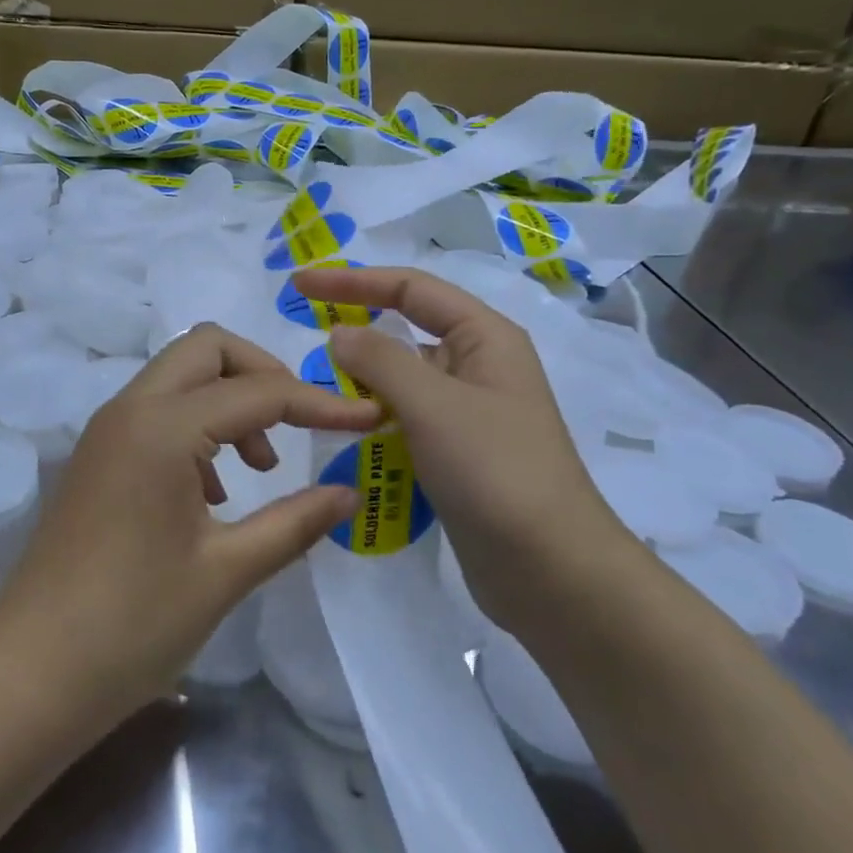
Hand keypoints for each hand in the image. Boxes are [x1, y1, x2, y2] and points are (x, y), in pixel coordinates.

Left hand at [0, 324, 379, 719]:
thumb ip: (294, 522)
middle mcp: (129, 410)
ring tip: (259, 467)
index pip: (257, 392)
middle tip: (300, 423)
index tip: (367, 419)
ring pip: (179, 376)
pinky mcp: (98, 456)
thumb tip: (349, 492)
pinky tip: (214, 490)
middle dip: (263, 373)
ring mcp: (107, 431)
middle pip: (207, 350)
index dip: (320, 404)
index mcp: (162, 428)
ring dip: (228, 399)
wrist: (32, 672)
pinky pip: (157, 411)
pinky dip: (197, 425)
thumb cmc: (133, 624)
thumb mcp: (226, 571)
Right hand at [291, 265, 631, 624]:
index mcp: (484, 337)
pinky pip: (406, 420)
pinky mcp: (457, 453)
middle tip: (303, 345)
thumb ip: (380, 360)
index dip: (353, 281)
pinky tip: (346, 435)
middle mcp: (478, 366)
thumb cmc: (495, 471)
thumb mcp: (433, 405)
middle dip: (357, 334)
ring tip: (317, 394)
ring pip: (402, 381)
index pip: (410, 288)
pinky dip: (375, 420)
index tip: (300, 284)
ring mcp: (468, 413)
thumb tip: (340, 333)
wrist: (551, 571)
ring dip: (363, 383)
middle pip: (406, 332)